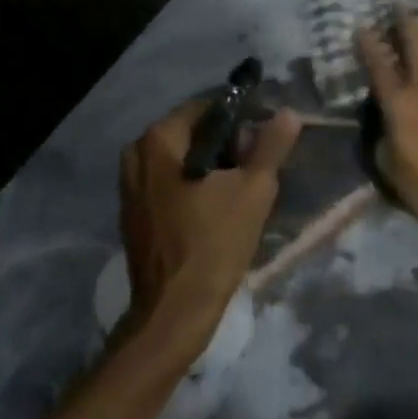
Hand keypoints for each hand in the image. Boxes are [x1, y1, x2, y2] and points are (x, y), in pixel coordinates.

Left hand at [118, 100, 302, 343]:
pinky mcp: (132, 215)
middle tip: (255, 164)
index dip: (238, 115)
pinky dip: (190, 187)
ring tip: (241, 187)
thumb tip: (288, 113)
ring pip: (178, 161)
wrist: (175, 310)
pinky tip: (215, 208)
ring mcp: (129, 187)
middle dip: (224, 143)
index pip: (204, 108)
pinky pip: (166, 185)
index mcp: (158, 140)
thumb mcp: (253, 190)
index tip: (264, 133)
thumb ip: (270, 146)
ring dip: (209, 167)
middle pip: (189, 134)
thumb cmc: (214, 242)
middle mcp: (136, 155)